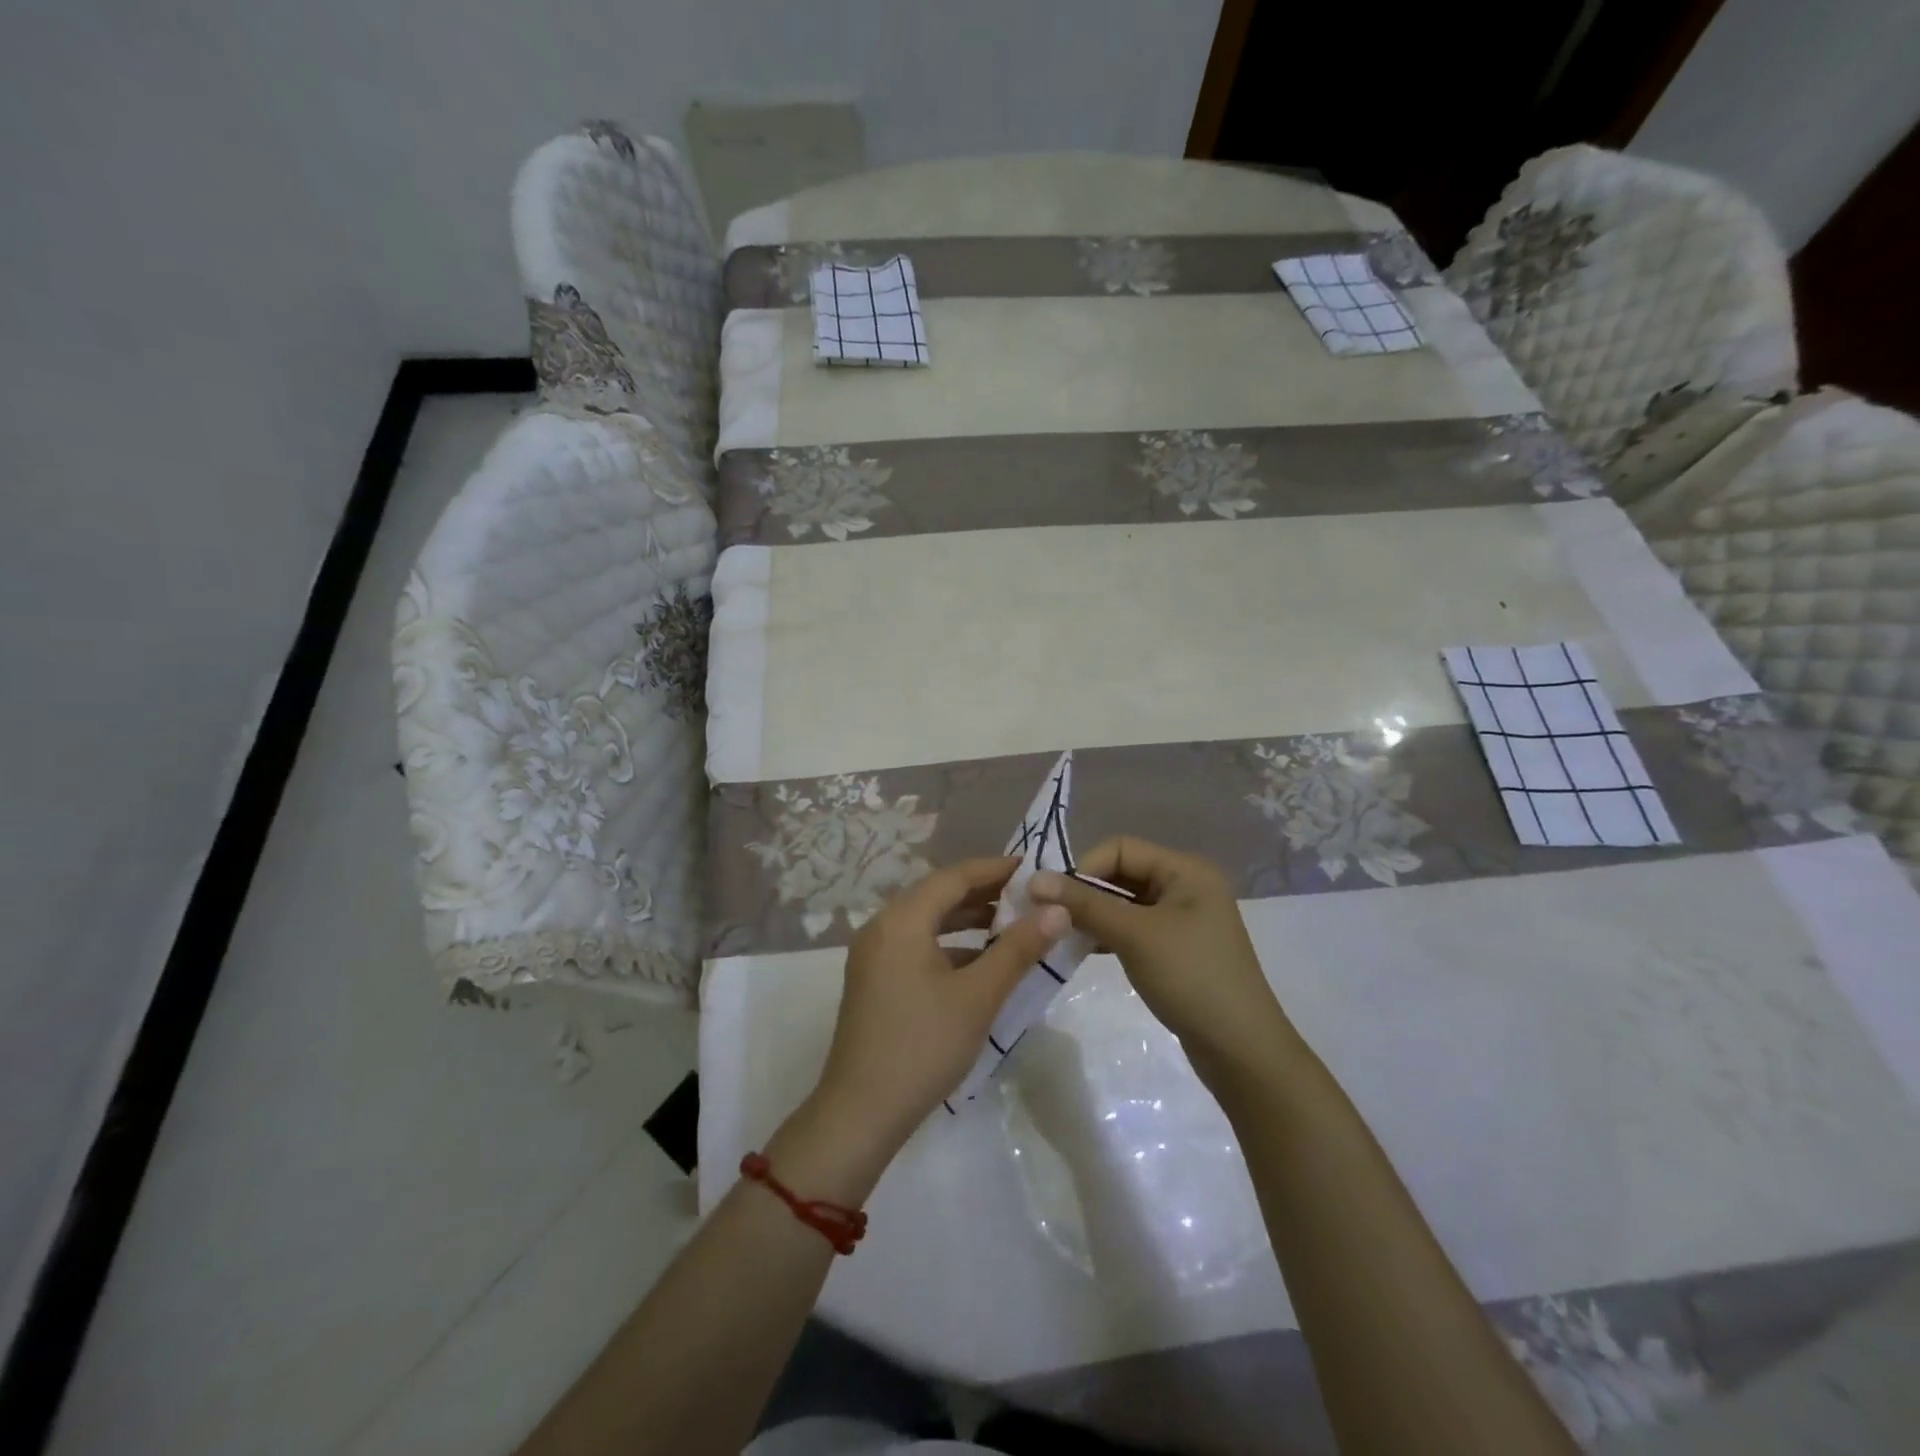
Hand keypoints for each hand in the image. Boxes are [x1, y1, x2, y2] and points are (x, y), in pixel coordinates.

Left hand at [812, 857, 1067, 1153]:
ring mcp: (873, 954)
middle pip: (938, 894)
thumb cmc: (923, 1045)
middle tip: (1029, 895)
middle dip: (984, 892)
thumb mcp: (979, 995)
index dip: (996, 869)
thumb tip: (1058, 909)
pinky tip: (979, 962)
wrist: (861, 1111)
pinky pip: (916, 944)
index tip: (1034, 869)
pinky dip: (949, 944)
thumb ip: (1018, 948)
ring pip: (927, 920)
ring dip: (967, 919)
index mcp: (902, 919)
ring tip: (1011, 923)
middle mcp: (882, 926)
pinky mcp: (873, 979)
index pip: (955, 876)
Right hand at [1029, 837, 1298, 1085]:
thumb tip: (1034, 880)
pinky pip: (1133, 928)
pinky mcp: (1176, 948)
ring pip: (1125, 902)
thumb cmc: (1190, 978)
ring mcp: (1183, 918)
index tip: (1051, 897)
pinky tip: (1082, 948)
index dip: (1084, 867)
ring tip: (1059, 933)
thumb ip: (1084, 904)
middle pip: (1123, 872)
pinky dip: (1107, 933)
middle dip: (1085, 891)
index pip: (1121, 848)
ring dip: (1093, 914)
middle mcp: (1187, 885)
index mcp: (1186, 870)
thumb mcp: (1134, 935)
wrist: (1241, 1050)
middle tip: (1048, 916)